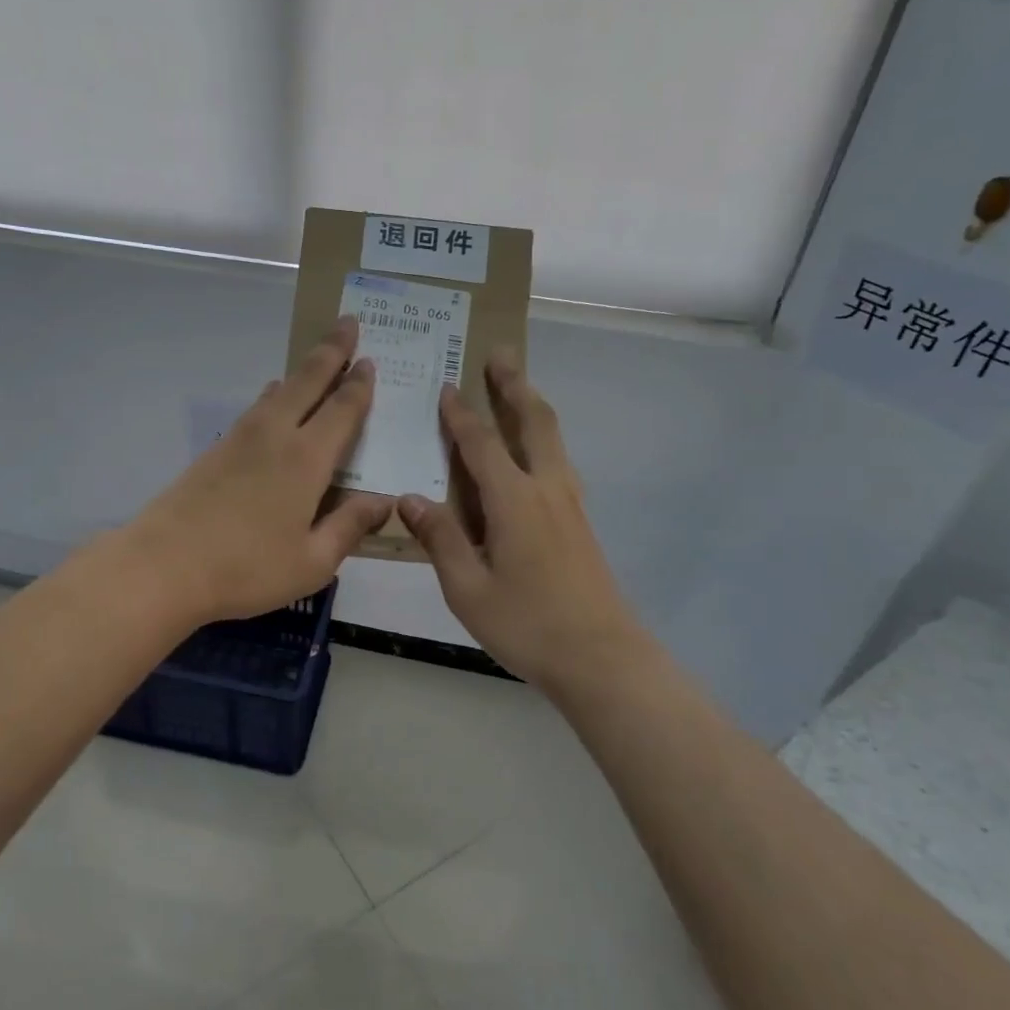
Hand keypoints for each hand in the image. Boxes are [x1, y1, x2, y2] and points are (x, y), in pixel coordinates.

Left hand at [124, 316, 392, 626]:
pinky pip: (255, 408)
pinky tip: (272, 399)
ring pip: (278, 390)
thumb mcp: (312, 561)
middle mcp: (275, 436)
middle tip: (348, 321)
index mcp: (306, 459)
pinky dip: (273, 395)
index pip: (341, 409)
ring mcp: (240, 439)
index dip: (359, 384)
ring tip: (317, 359)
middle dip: (331, 350)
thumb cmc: (246, 569)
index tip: (370, 359)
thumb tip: (384, 501)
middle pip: (307, 381)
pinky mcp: (215, 451)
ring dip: (302, 371)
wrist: (163, 566)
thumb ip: (349, 526)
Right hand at [398, 353, 649, 693]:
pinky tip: (532, 453)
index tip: (446, 385)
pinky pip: (558, 461)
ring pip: (553, 438)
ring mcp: (570, 504)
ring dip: (533, 406)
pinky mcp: (580, 521)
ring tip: (517, 388)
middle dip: (514, 385)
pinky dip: (542, 438)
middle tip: (500, 353)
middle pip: (533, 421)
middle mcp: (546, 489)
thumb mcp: (467, 588)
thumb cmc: (527, 624)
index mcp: (514, 500)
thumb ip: (440, 538)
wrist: (601, 656)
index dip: (461, 414)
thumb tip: (408, 497)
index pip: (482, 444)